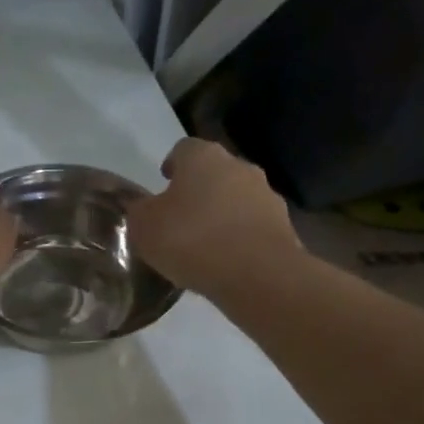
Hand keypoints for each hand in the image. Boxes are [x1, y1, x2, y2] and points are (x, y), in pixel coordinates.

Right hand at [126, 138, 300, 295]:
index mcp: (203, 157)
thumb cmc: (192, 240)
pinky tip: (227, 262)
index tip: (163, 184)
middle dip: (198, 190)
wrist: (258, 275)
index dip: (172, 165)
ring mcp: (266, 195)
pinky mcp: (284, 226)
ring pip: (236, 199)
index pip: (183, 149)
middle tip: (181, 217)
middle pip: (214, 172)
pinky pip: (252, 227)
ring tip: (204, 245)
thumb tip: (142, 207)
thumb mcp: (145, 228)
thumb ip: (139, 212)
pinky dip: (240, 238)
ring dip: (222, 214)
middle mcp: (239, 166)